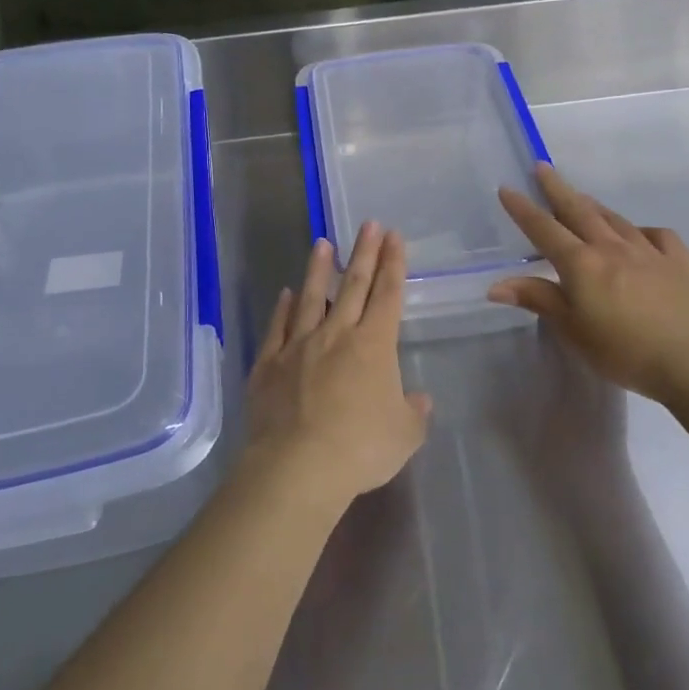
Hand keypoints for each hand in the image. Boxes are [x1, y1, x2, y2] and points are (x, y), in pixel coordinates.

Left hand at [246, 222, 431, 508]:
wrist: (298, 465)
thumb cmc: (360, 448)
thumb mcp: (404, 436)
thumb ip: (413, 413)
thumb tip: (419, 399)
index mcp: (374, 345)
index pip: (387, 294)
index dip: (393, 264)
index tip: (394, 237)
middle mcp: (336, 335)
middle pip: (353, 285)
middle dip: (364, 252)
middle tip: (368, 225)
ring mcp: (299, 345)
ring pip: (311, 297)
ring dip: (319, 269)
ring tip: (322, 243)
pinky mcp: (269, 363)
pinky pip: (278, 327)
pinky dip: (283, 308)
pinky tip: (286, 293)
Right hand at [489, 164, 688, 404]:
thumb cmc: (622, 350)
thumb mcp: (572, 330)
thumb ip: (538, 300)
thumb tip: (495, 285)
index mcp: (581, 264)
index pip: (544, 230)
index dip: (523, 209)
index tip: (507, 188)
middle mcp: (612, 248)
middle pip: (579, 211)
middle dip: (557, 189)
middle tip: (543, 168)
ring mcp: (649, 252)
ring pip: (616, 220)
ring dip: (594, 206)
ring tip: (582, 198)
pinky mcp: (681, 263)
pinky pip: (658, 236)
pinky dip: (643, 231)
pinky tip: (639, 235)